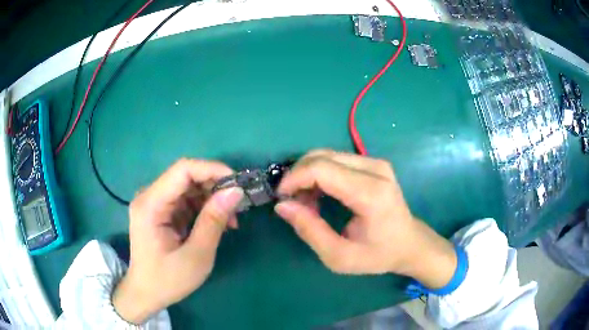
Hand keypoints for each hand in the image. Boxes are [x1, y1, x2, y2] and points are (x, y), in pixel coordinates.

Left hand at [112, 159, 242, 323]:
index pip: (183, 170)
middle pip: (186, 177)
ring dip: (211, 200)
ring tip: (230, 221)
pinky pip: (185, 200)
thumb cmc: (168, 280)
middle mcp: (149, 196)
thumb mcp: (196, 255)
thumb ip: (213, 221)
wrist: (146, 293)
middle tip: (238, 206)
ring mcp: (154, 203)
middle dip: (215, 187)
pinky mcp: (160, 211)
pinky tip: (216, 224)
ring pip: (188, 188)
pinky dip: (203, 209)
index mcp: (150, 204)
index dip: (212, 170)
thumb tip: (236, 191)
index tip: (238, 183)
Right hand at [275, 150, 456, 288]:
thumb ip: (310, 231)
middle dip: (298, 176)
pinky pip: (337, 159)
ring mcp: (376, 162)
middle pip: (321, 157)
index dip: (294, 178)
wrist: (409, 243)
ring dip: (308, 175)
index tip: (282, 197)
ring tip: (308, 203)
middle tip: (294, 203)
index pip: (321, 169)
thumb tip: (282, 205)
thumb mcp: (339, 256)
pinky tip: (321, 194)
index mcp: (370, 193)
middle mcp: (375, 169)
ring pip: (327, 155)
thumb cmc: (378, 254)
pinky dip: (320, 174)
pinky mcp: (374, 163)